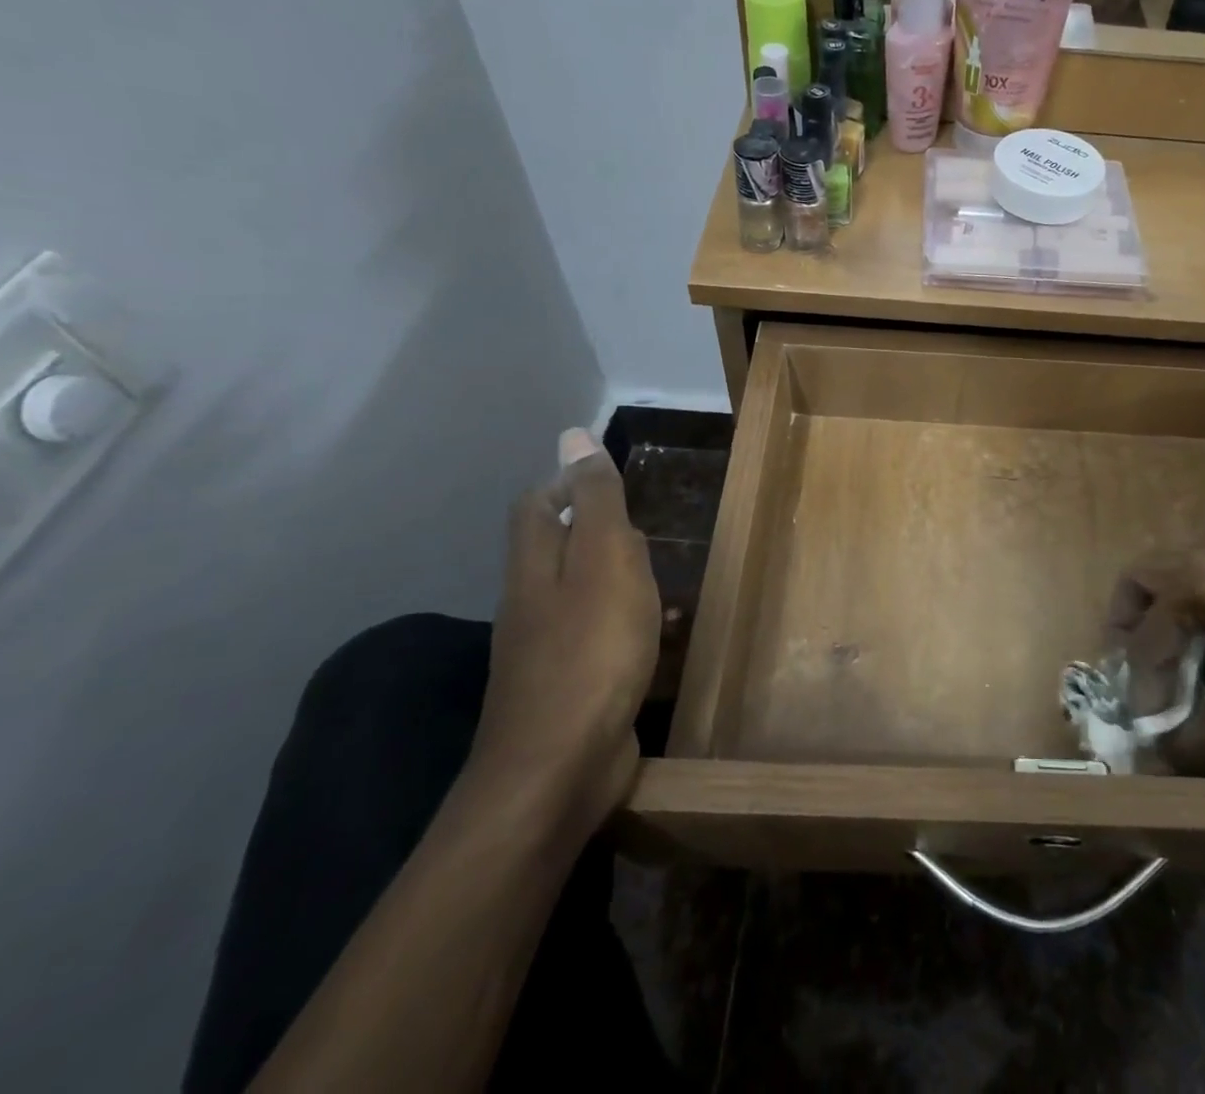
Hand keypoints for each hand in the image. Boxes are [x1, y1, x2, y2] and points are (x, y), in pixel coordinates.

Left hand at [466, 429, 660, 837]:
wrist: (558, 770)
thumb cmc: (590, 650)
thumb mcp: (604, 560)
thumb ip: (595, 500)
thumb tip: (572, 434)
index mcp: (536, 566)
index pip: (536, 506)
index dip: (569, 486)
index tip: (617, 486)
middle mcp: (533, 603)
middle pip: (561, 551)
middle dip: (606, 536)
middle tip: (654, 537)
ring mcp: (549, 651)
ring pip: (587, 597)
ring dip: (626, 584)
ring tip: (671, 584)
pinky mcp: (572, 688)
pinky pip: (603, 641)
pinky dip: (632, 629)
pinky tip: (665, 638)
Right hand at [1110, 548, 1204, 771]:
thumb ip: (1200, 740)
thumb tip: (1161, 756)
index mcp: (1198, 583)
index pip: (1145, 635)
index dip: (1138, 685)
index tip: (1146, 725)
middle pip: (1144, 579)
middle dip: (1129, 623)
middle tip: (1134, 669)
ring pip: (1178, 575)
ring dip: (1164, 615)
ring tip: (1175, 665)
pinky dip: (1197, 610)